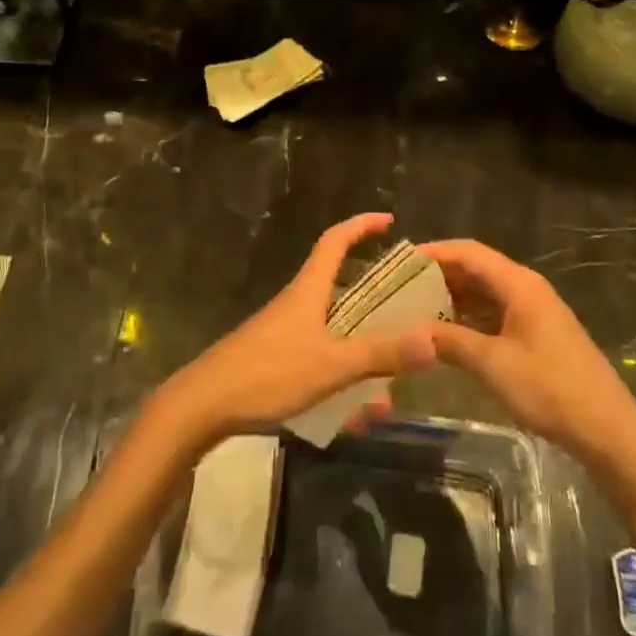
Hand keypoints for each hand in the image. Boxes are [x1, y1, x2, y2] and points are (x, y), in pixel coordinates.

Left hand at [154, 214, 437, 450]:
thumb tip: (433, 342)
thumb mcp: (331, 365)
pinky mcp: (274, 358)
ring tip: (387, 381)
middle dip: (373, 296)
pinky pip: (318, 356)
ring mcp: (283, 330)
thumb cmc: (268, 373)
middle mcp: (297, 303)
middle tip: (405, 310)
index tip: (389, 220)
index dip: (361, 225)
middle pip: (339, 284)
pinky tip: (353, 414)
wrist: (202, 405)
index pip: (335, 240)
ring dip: (360, 347)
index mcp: (308, 290)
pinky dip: (340, 375)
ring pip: (332, 328)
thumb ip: (380, 355)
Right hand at [420, 239, 635, 471]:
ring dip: (452, 299)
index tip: (400, 262)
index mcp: (519, 284)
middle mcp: (526, 289)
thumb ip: (451, 342)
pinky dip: (468, 319)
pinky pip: (494, 315)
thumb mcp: (494, 364)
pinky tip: (445, 335)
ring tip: (414, 311)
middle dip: (439, 276)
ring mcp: (532, 312)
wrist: (607, 429)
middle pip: (476, 269)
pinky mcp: (535, 334)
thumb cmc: (550, 389)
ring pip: (484, 293)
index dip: (434, 252)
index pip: (469, 252)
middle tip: (400, 289)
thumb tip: (413, 331)